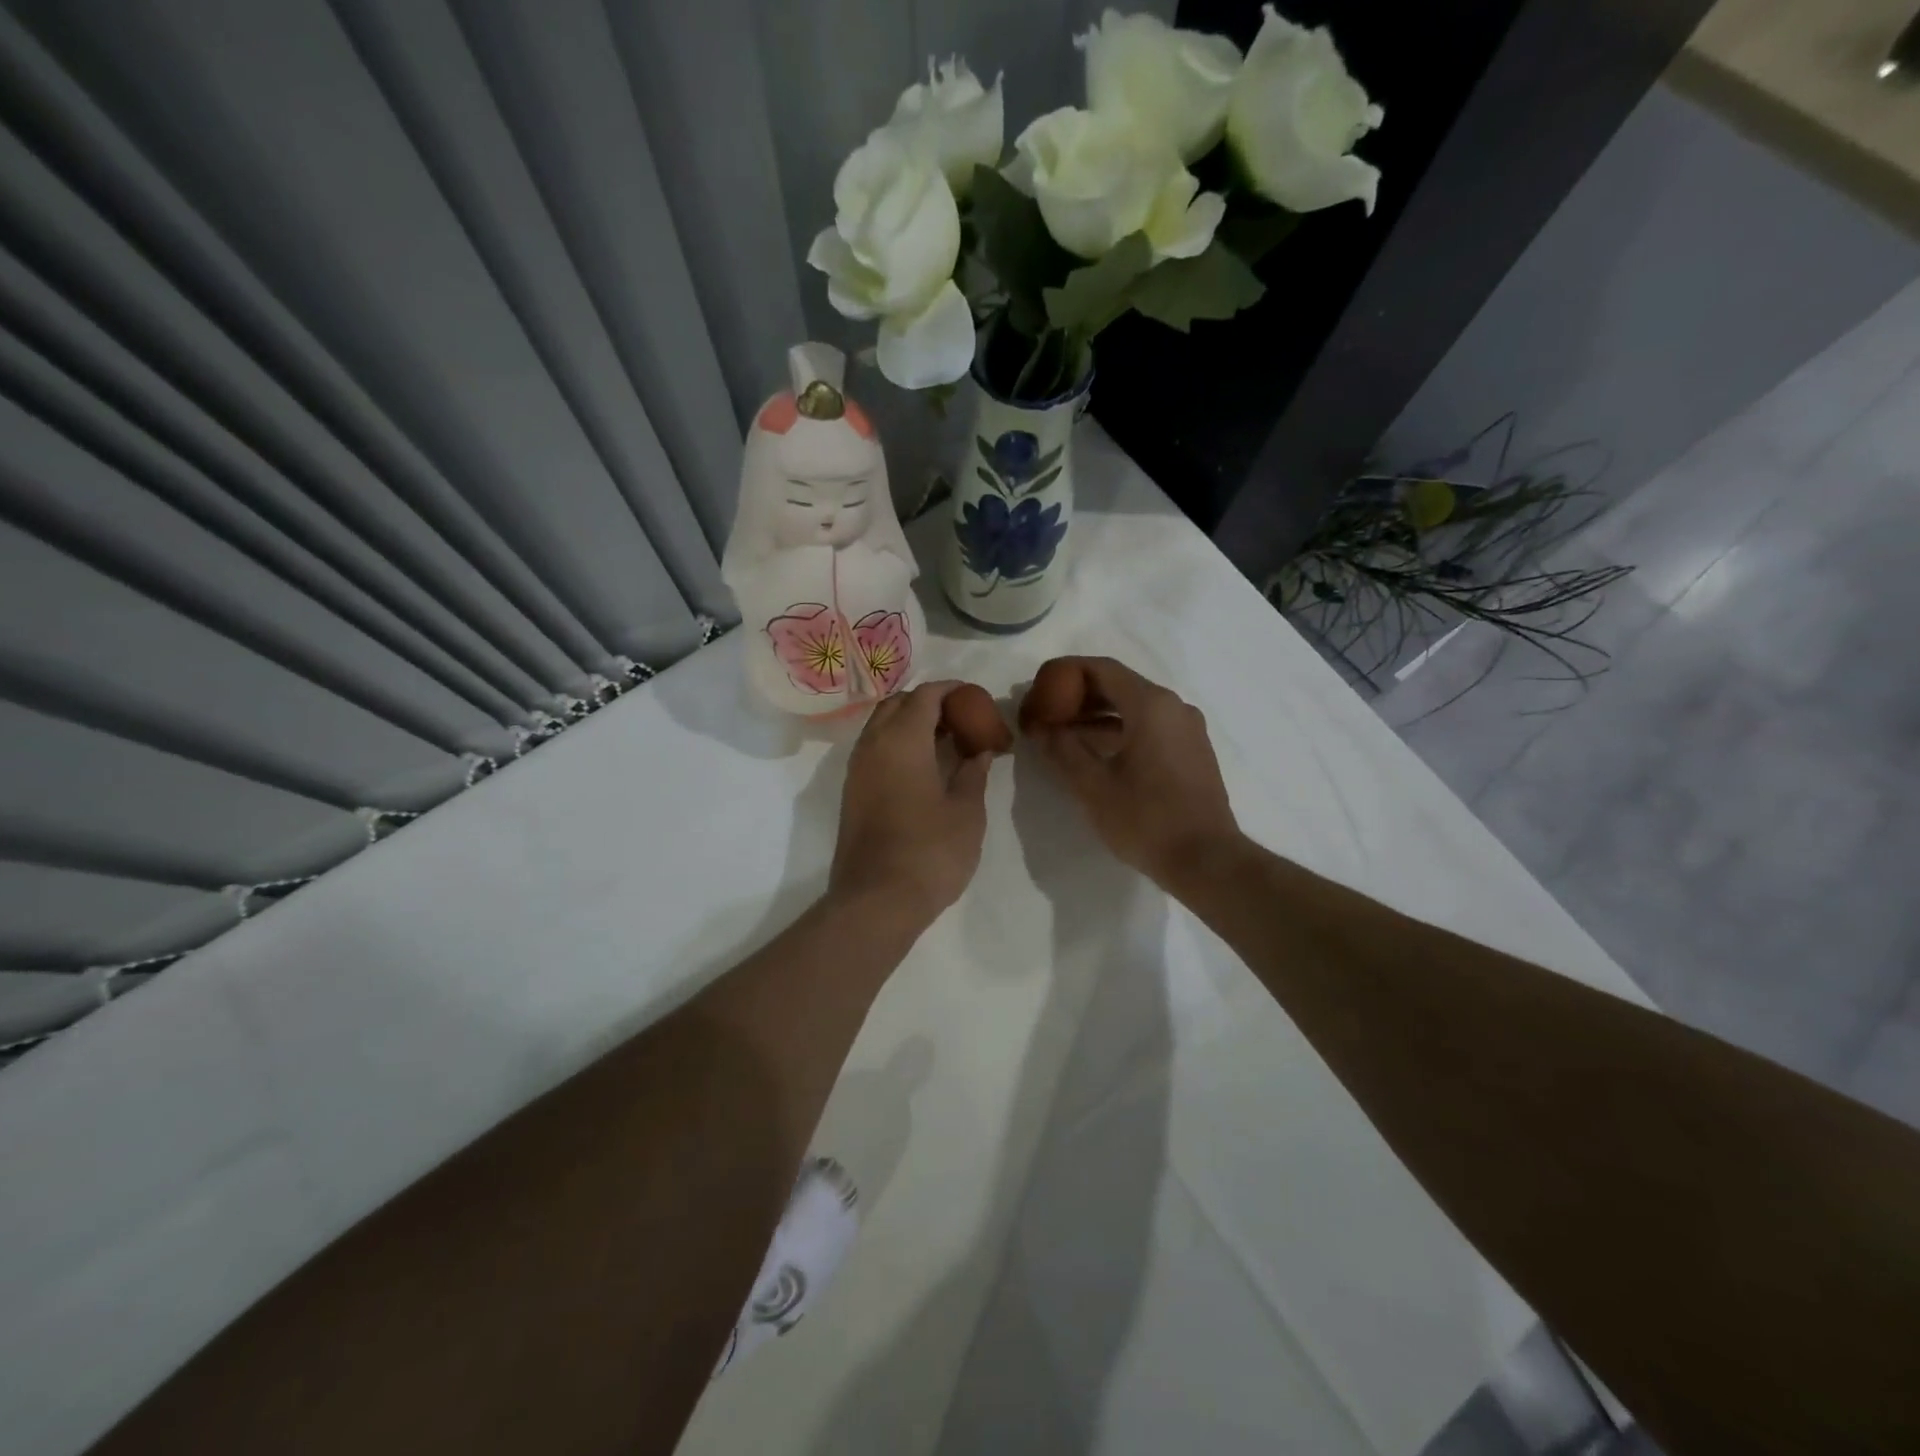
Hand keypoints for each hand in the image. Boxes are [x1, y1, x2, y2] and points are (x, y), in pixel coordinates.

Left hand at [829, 681, 1004, 926]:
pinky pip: (874, 749)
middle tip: (960, 720)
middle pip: (897, 704)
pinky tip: (923, 768)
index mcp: (902, 740)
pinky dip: (897, 744)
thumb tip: (980, 751)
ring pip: (881, 726)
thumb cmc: (931, 851)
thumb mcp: (967, 811)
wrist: (877, 900)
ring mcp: (856, 769)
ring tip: (945, 743)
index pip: (925, 695)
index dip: (952, 690)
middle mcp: (872, 745)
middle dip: (928, 703)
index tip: (975, 699)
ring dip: (910, 723)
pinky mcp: (852, 792)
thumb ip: (974, 773)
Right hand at [1019, 657, 1241, 886]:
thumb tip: (1042, 728)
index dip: (1066, 672)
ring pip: (1135, 708)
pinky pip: (1150, 727)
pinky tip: (1095, 752)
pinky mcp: (1192, 751)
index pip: (1102, 669)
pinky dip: (1120, 730)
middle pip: (1119, 685)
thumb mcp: (1093, 786)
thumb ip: (1062, 749)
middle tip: (1046, 712)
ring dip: (1098, 716)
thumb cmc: (1146, 819)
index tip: (1039, 686)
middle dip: (1079, 696)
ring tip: (1062, 735)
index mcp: (1151, 705)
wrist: (1207, 861)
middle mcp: (1174, 707)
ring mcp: (1187, 729)